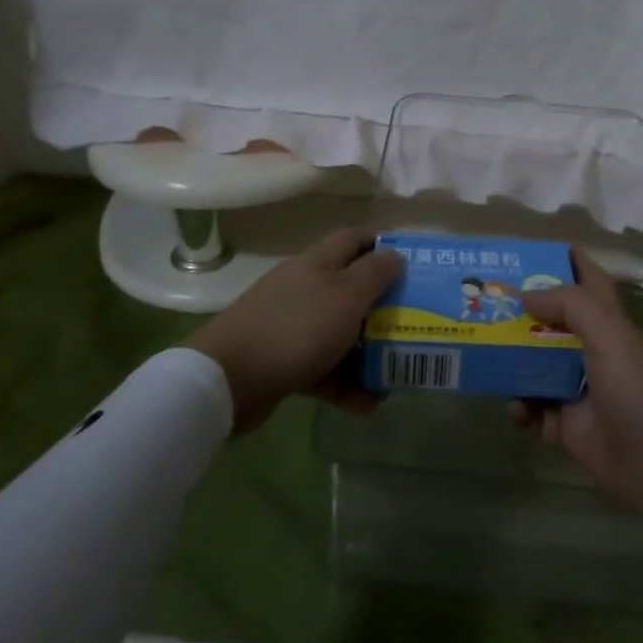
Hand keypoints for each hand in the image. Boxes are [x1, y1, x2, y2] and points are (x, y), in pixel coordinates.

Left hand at [187, 227, 401, 432]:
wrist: (230, 377)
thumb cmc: (298, 327)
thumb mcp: (347, 296)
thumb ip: (375, 273)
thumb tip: (394, 253)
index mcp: (318, 262)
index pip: (355, 238)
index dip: (383, 244)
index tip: (412, 263)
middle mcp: (304, 286)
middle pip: (349, 287)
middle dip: (381, 306)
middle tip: (412, 323)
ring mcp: (290, 323)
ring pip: (337, 330)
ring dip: (366, 351)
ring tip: (394, 373)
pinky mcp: (281, 359)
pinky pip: (321, 366)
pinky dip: (343, 382)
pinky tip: (367, 404)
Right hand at [513, 250, 642, 532]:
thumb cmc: (639, 390)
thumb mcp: (609, 335)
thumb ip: (569, 305)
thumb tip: (526, 294)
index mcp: (608, 322)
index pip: (588, 279)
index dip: (566, 260)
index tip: (530, 249)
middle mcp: (591, 349)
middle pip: (551, 321)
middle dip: (521, 312)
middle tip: (484, 303)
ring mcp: (578, 388)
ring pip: (535, 365)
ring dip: (513, 363)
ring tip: (488, 360)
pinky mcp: (569, 425)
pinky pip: (534, 409)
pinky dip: (521, 408)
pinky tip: (516, 410)